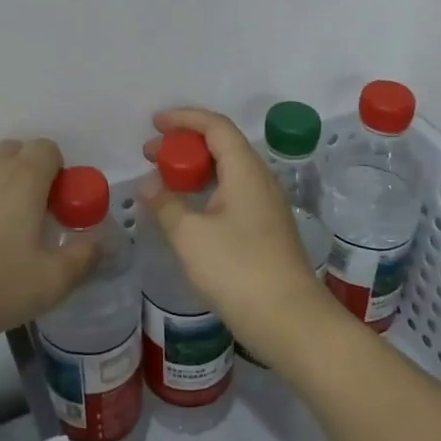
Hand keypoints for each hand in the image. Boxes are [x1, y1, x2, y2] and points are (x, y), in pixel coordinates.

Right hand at [140, 107, 332, 365]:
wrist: (291, 322)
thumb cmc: (239, 270)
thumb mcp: (190, 236)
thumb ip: (165, 204)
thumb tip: (149, 185)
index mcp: (246, 170)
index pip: (215, 126)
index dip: (183, 118)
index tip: (154, 124)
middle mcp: (260, 180)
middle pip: (222, 145)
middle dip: (185, 144)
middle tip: (151, 154)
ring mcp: (266, 206)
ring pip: (227, 171)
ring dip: (195, 169)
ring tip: (164, 180)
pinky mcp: (266, 230)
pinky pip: (232, 193)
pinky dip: (206, 190)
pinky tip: (187, 211)